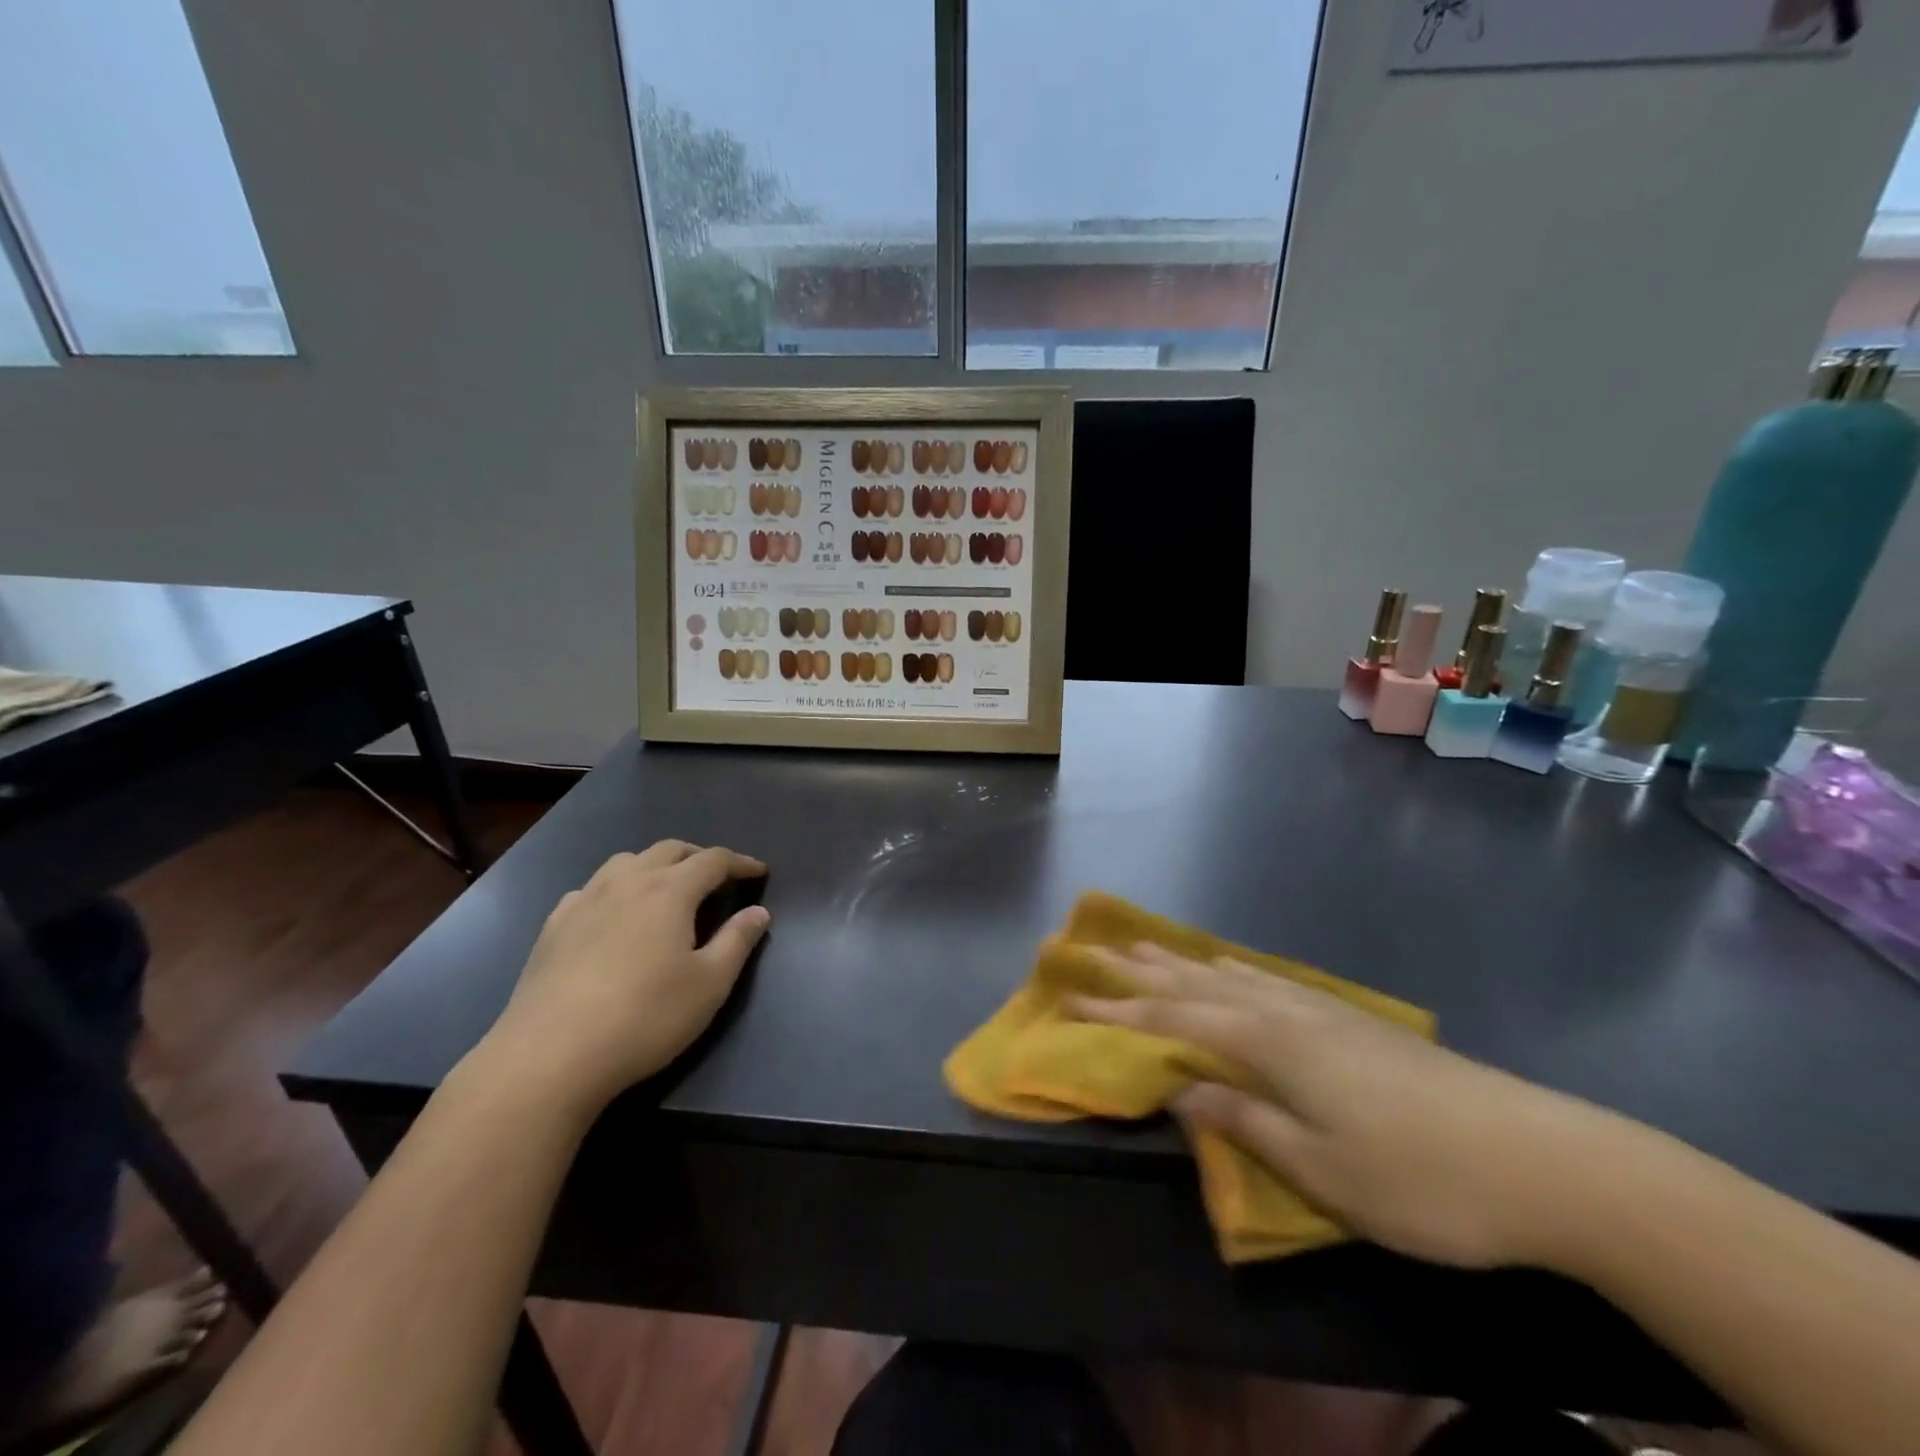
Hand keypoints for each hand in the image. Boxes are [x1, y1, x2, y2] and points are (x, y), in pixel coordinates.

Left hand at [474, 841, 769, 1117]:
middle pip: (669, 850)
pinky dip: (614, 888)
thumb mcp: (709, 984)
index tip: (759, 871)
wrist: (550, 1056)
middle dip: (699, 856)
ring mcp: (585, 901)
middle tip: (718, 876)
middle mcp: (627, 883)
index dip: (740, 862)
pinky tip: (613, 915)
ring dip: (654, 865)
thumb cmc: (644, 1018)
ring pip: (626, 862)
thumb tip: (758, 911)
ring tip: (666, 888)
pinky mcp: (553, 926)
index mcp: (669, 891)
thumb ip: (737, 941)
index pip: (713, 860)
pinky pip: (591, 888)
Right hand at [1069, 945, 1632, 1269]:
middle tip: (1093, 951)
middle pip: (1194, 985)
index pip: (1171, 1022)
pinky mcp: (1351, 1020)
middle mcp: (1283, 1012)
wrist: (1542, 1158)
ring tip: (1145, 946)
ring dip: (1181, 962)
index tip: (1071, 996)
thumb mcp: (1321, 1170)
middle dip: (1139, 972)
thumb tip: (1179, 1089)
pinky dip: (1232, 969)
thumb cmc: (1420, 1179)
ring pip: (1230, 975)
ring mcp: (1320, 1010)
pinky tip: (1231, 967)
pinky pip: (1266, 979)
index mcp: (1267, 1045)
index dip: (1118, 1010)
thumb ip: (1244, 1121)